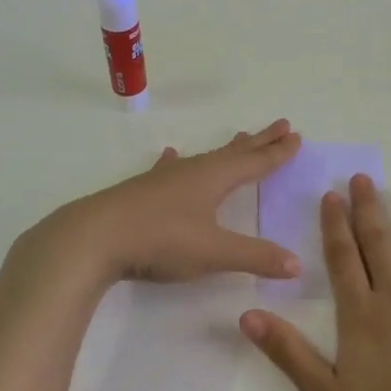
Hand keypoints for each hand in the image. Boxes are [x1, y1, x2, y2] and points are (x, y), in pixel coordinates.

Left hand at [20, 120, 303, 288]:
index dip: (277, 152)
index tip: (296, 136)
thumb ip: (255, 257)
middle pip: (234, 152)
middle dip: (259, 141)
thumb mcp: (214, 252)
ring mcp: (165, 178)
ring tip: (239, 137)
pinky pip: (168, 169)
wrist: (94, 236)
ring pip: (204, 158)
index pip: (255, 162)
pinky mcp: (143, 190)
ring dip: (226, 149)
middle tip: (281, 125)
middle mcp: (193, 170)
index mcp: (214, 178)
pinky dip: (175, 161)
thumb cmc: (160, 240)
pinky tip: (170, 156)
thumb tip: (296, 264)